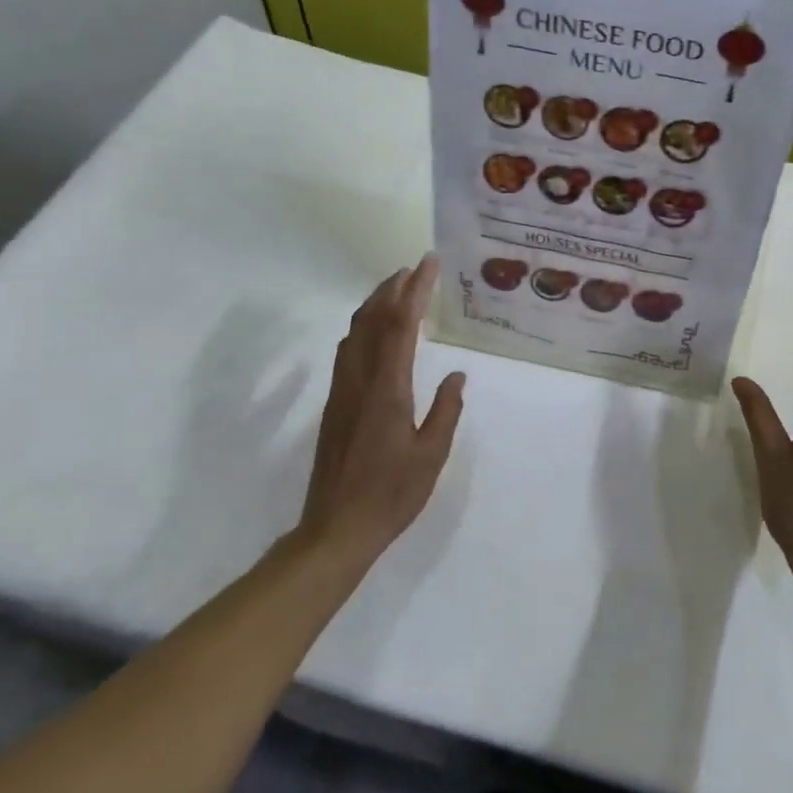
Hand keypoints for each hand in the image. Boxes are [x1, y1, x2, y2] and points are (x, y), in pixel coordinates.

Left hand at [293, 256, 464, 573]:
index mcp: (388, 389)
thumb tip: (458, 375)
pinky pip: (348, 351)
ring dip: (374, 304)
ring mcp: (342, 391)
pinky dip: (363, 328)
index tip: (427, 264)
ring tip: (396, 290)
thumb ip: (446, 410)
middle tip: (413, 269)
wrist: (336, 528)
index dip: (415, 291)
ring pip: (354, 333)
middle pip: (372, 320)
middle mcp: (360, 381)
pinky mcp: (334, 404)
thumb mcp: (431, 455)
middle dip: (392, 288)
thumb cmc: (391, 494)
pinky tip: (374, 332)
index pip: (401, 326)